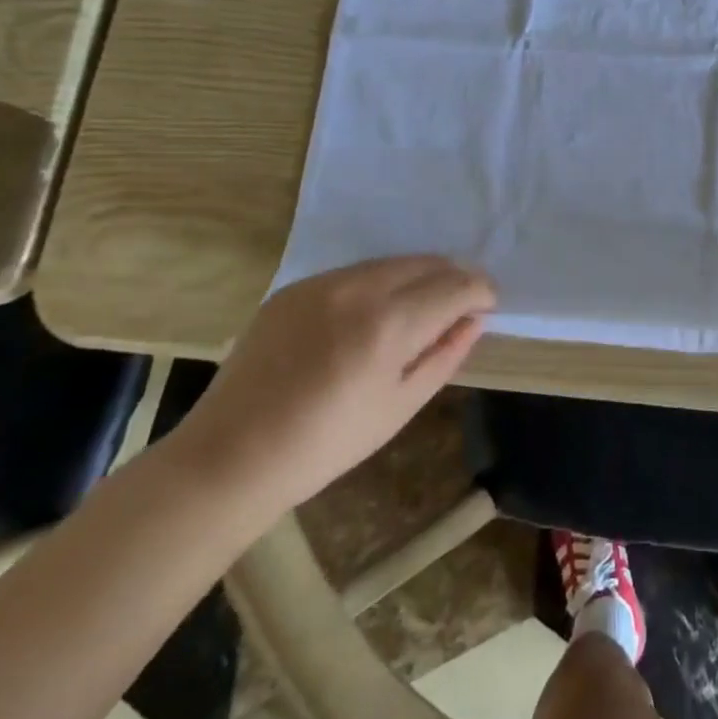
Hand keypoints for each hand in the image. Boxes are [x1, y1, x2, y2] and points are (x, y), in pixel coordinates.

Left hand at [170, 256, 496, 517]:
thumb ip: (445, 355)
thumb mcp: (401, 406)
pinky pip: (356, 272)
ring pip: (393, 262)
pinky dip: (380, 284)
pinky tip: (372, 316)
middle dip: (454, 279)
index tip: (486, 308)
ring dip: (419, 278)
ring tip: (418, 310)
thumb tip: (474, 320)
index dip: (482, 292)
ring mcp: (323, 283)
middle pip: (429, 263)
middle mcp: (360, 288)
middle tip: (459, 308)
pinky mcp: (295, 288)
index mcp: (390, 323)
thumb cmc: (327, 444)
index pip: (457, 285)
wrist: (231, 455)